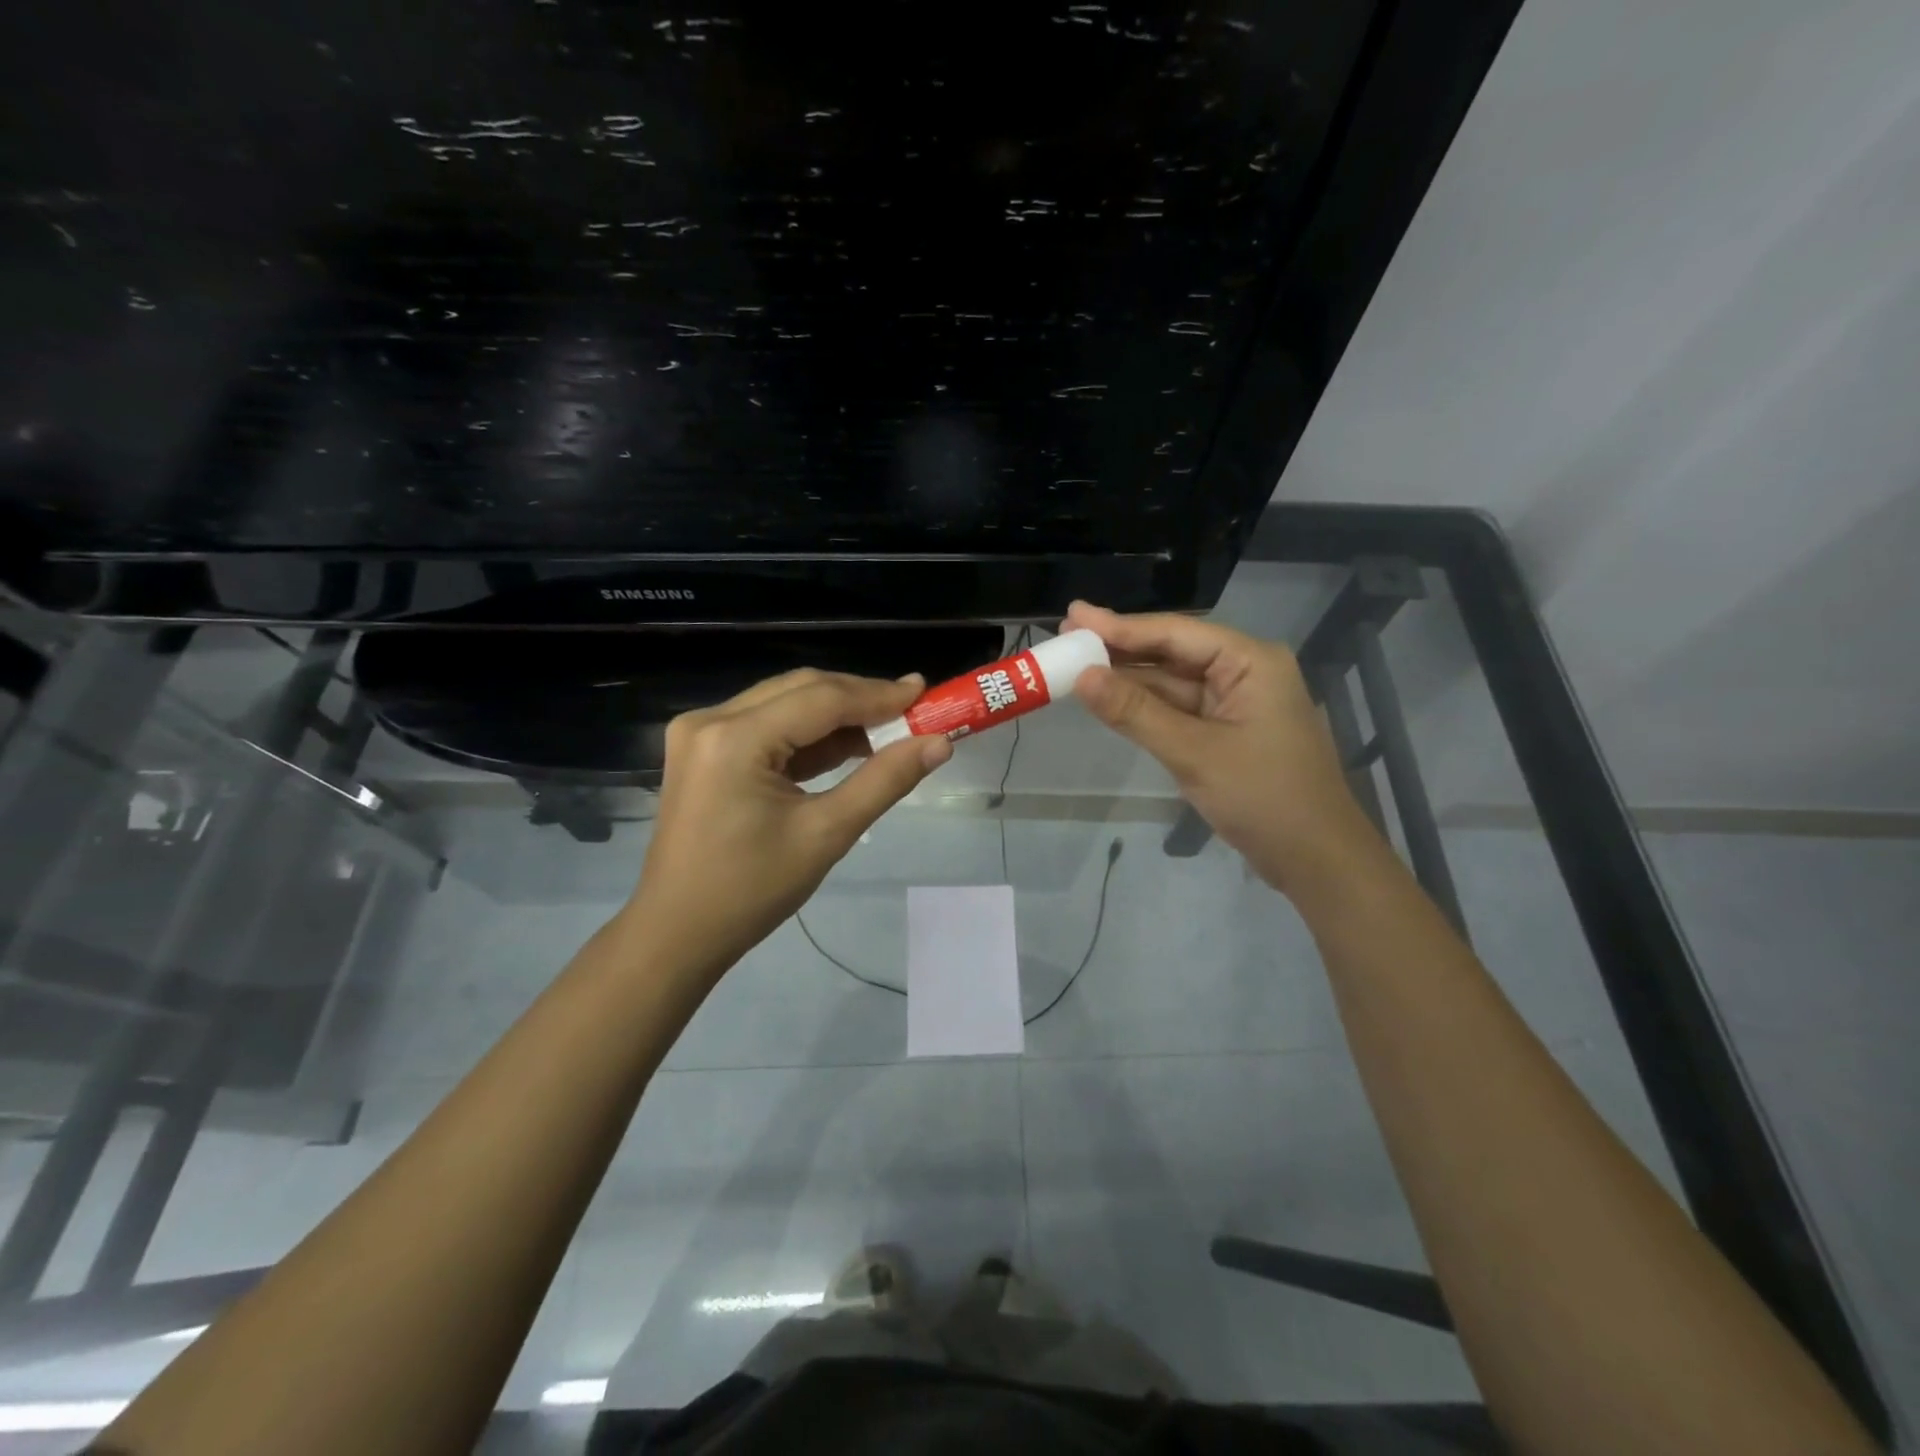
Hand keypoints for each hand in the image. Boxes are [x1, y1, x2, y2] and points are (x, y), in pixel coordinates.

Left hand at [627, 669, 952, 983]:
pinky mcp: (703, 748)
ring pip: (785, 702)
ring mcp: (701, 732)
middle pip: (801, 690)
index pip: (821, 699)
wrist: (678, 932)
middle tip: (912, 708)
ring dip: (836, 714)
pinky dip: (808, 734)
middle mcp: (711, 719)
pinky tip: (847, 746)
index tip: (926, 693)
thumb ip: (884, 781)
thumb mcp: (826, 834)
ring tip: (889, 728)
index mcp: (735, 738)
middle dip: (859, 699)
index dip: (879, 695)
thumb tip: (938, 744)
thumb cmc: (752, 890)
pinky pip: (766, 725)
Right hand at [1063, 601, 1376, 893]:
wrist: (1317, 861)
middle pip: (1172, 652)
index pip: (1175, 633)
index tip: (1073, 616)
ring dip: (1128, 679)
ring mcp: (1236, 704)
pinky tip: (1110, 698)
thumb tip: (1082, 677)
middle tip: (1066, 637)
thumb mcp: (1193, 753)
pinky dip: (1145, 707)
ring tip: (1076, 665)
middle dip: (1120, 649)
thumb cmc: (1264, 798)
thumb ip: (1135, 712)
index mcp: (1250, 662)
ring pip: (1172, 683)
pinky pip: (1179, 710)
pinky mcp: (1227, 732)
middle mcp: (1244, 672)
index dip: (1120, 627)